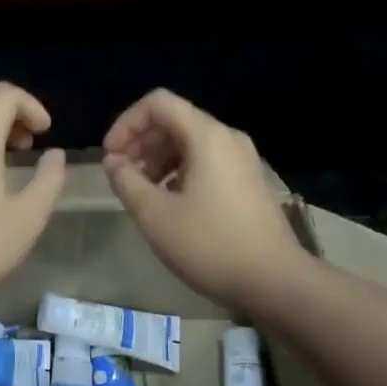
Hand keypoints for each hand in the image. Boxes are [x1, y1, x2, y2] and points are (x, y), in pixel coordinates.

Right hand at [103, 89, 307, 308]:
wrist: (275, 282)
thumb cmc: (210, 245)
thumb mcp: (155, 215)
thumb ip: (127, 182)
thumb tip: (114, 163)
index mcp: (207, 137)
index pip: (158, 103)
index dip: (126, 123)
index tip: (110, 157)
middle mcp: (227, 139)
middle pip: (174, 121)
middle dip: (140, 143)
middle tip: (120, 176)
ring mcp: (242, 160)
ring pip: (189, 143)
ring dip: (157, 160)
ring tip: (140, 192)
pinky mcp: (247, 182)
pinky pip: (205, 162)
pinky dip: (178, 172)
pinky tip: (168, 204)